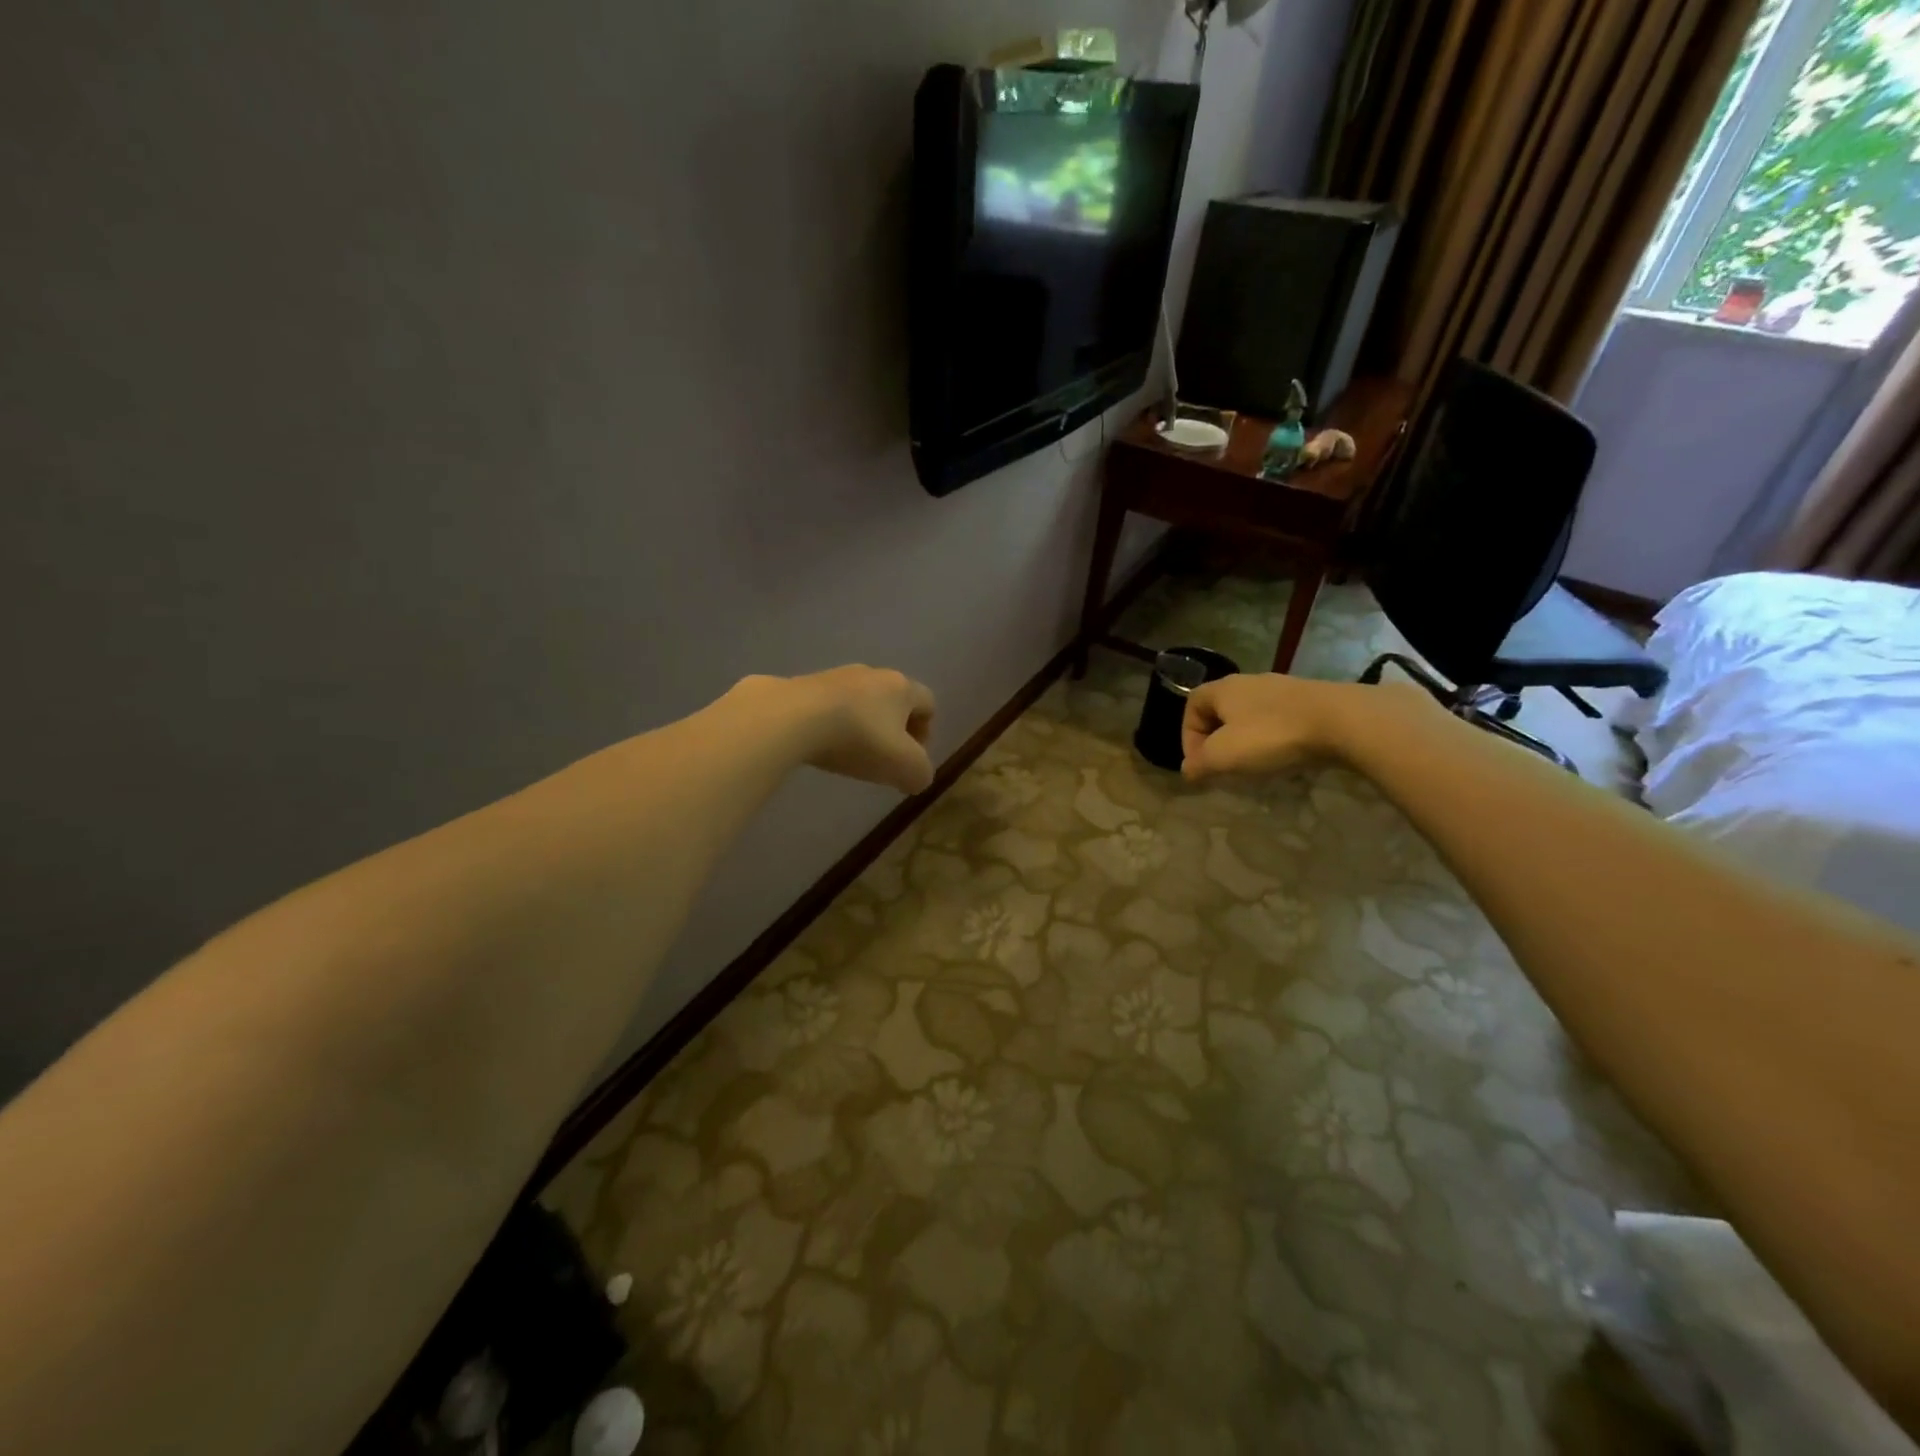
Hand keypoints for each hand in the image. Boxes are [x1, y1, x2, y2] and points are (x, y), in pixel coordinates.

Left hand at [761, 666, 936, 794]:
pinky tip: (821, 745)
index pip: (927, 703)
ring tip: (849, 754)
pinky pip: (828, 706)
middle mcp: (872, 673)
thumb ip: (920, 774)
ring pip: (859, 702)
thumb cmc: (860, 739)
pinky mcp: (803, 685)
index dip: (925, 732)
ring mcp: (835, 676)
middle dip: (892, 730)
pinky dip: (831, 725)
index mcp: (902, 687)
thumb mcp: (904, 767)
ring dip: (861, 726)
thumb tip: (918, 777)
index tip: (911, 759)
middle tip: (883, 759)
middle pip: (892, 701)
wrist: (792, 718)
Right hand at [1182, 674, 1417, 780]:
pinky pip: (1279, 720)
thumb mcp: (1224, 755)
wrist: (1344, 721)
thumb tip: (1188, 770)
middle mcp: (1249, 682)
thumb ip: (1199, 764)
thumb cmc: (1272, 735)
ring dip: (1247, 740)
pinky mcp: (1311, 700)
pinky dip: (1275, 739)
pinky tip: (1286, 756)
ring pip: (1251, 715)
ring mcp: (1283, 689)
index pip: (1192, 705)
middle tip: (1226, 767)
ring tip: (1256, 765)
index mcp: (1223, 689)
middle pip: (1222, 710)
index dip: (1188, 735)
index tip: (1201, 763)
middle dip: (1218, 740)